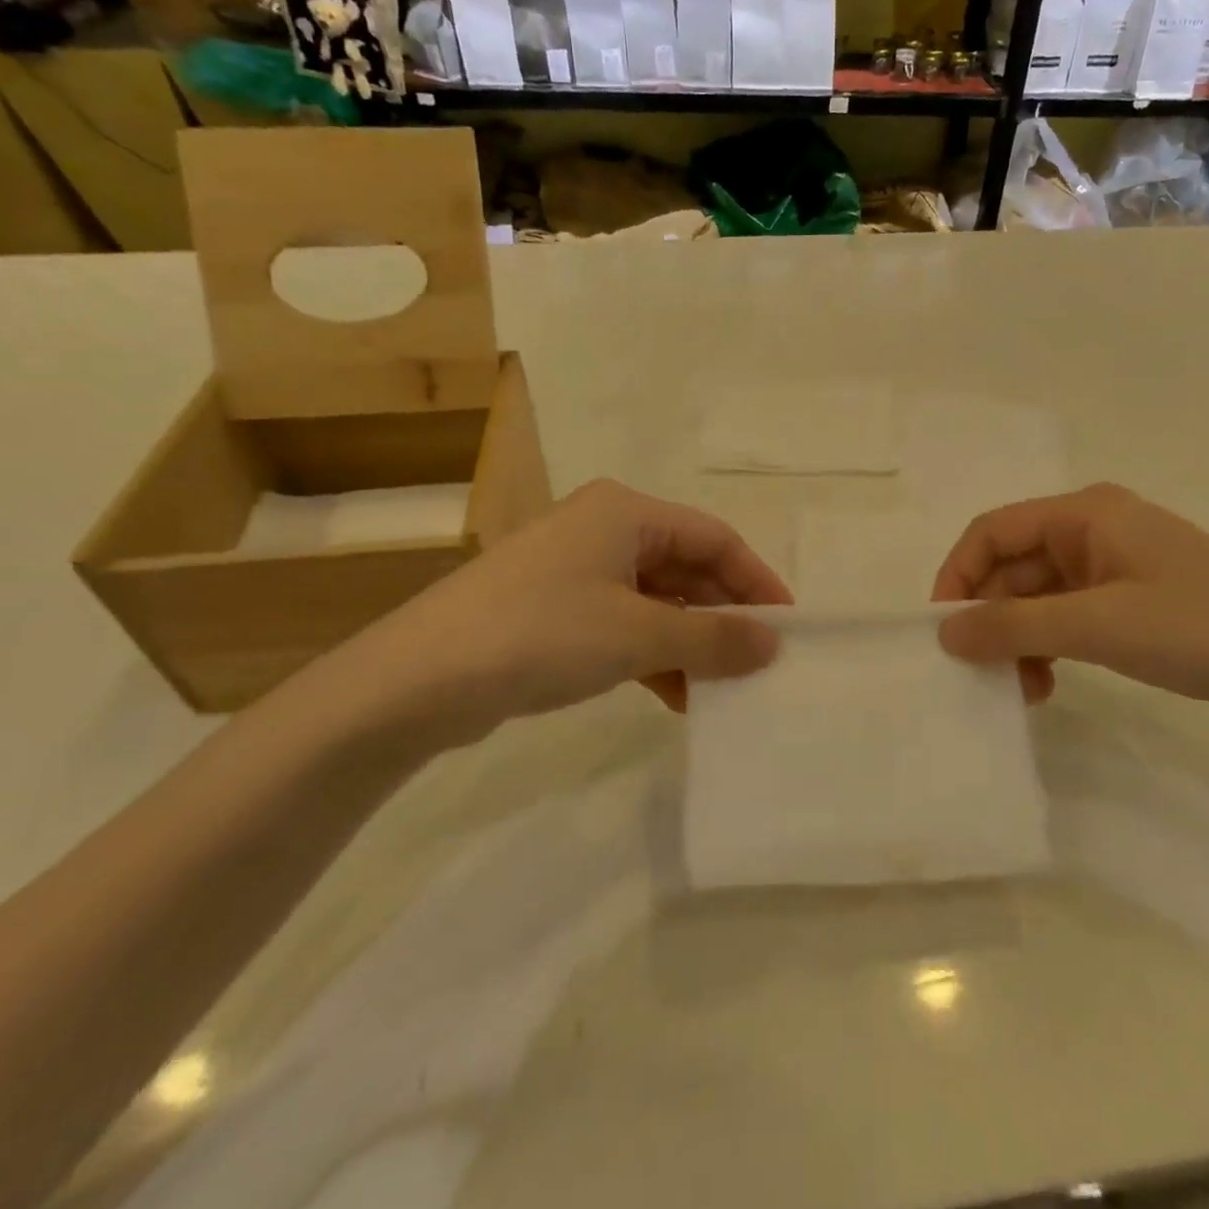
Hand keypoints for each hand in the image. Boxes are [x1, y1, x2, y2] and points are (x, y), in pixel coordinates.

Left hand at [337, 480, 790, 750]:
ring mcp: (576, 571)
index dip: (756, 580)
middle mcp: (603, 530)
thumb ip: (713, 638)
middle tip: (758, 663)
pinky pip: (624, 626)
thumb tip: (773, 644)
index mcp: (626, 512)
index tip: (788, 626)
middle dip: (723, 616)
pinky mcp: (555, 611)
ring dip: (690, 642)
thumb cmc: (543, 633)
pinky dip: (653, 656)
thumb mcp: (638, 634)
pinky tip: (676, 696)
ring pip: (656, 601)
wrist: (420, 679)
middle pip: (686, 568)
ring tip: (722, 688)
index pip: (714, 538)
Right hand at [932, 484, 1208, 723]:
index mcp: (1084, 514)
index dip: (957, 576)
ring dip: (1020, 639)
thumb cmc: (1201, 629)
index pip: (992, 532)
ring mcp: (1114, 564)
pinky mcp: (1131, 598)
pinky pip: (1067, 615)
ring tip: (1023, 689)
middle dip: (993, 618)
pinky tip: (1049, 683)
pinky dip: (1049, 646)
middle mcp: (1093, 529)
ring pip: (1037, 596)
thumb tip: (944, 632)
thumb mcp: (1098, 625)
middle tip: (984, 674)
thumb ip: (1014, 626)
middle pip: (1012, 566)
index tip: (944, 631)